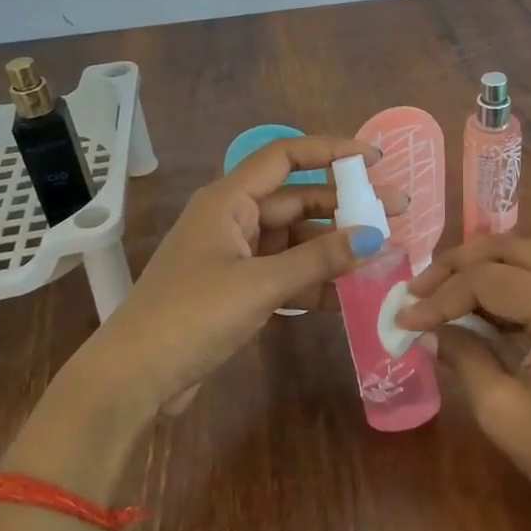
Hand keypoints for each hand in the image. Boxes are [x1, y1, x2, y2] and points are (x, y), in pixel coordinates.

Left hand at [84, 136, 404, 412]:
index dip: (332, 150)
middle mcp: (234, 219)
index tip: (375, 159)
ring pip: (296, 240)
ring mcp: (236, 256)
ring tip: (382, 255)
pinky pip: (286, 273)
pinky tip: (349, 294)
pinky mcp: (238, 289)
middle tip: (397, 213)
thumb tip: (374, 236)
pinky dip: (314, 280)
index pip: (286, 156)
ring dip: (334, 248)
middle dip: (346, 206)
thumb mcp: (259, 284)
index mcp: (229, 200)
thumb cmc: (190, 315)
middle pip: (299, 200)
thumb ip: (318, 259)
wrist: (134, 379)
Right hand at [396, 236, 530, 530]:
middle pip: (510, 249)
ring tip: (440, 295)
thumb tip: (426, 328)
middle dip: (457, 266)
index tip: (404, 319)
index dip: (441, 296)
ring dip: (482, 270)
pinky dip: (509, 284)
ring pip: (529, 255)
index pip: (490, 280)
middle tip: (417, 291)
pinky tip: (479, 306)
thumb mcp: (501, 411)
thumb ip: (462, 355)